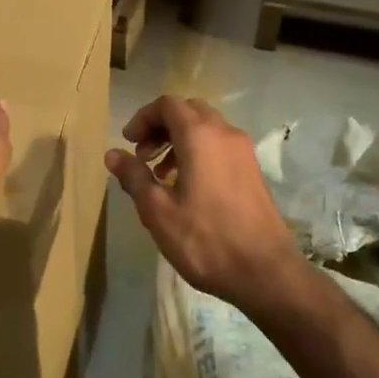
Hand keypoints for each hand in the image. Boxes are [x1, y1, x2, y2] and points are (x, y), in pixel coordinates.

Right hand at [106, 96, 300, 311]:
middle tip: (143, 154)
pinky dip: (198, 151)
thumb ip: (134, 177)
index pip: (167, 105)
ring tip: (161, 173)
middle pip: (188, 111)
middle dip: (161, 126)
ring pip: (206, 127)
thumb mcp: (158, 211)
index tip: (128, 142)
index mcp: (200, 136)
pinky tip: (187, 186)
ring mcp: (243, 151)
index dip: (143, 117)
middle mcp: (225, 133)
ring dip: (179, 139)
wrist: (266, 272)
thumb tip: (113, 154)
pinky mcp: (252, 170)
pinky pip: (219, 145)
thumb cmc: (205, 240)